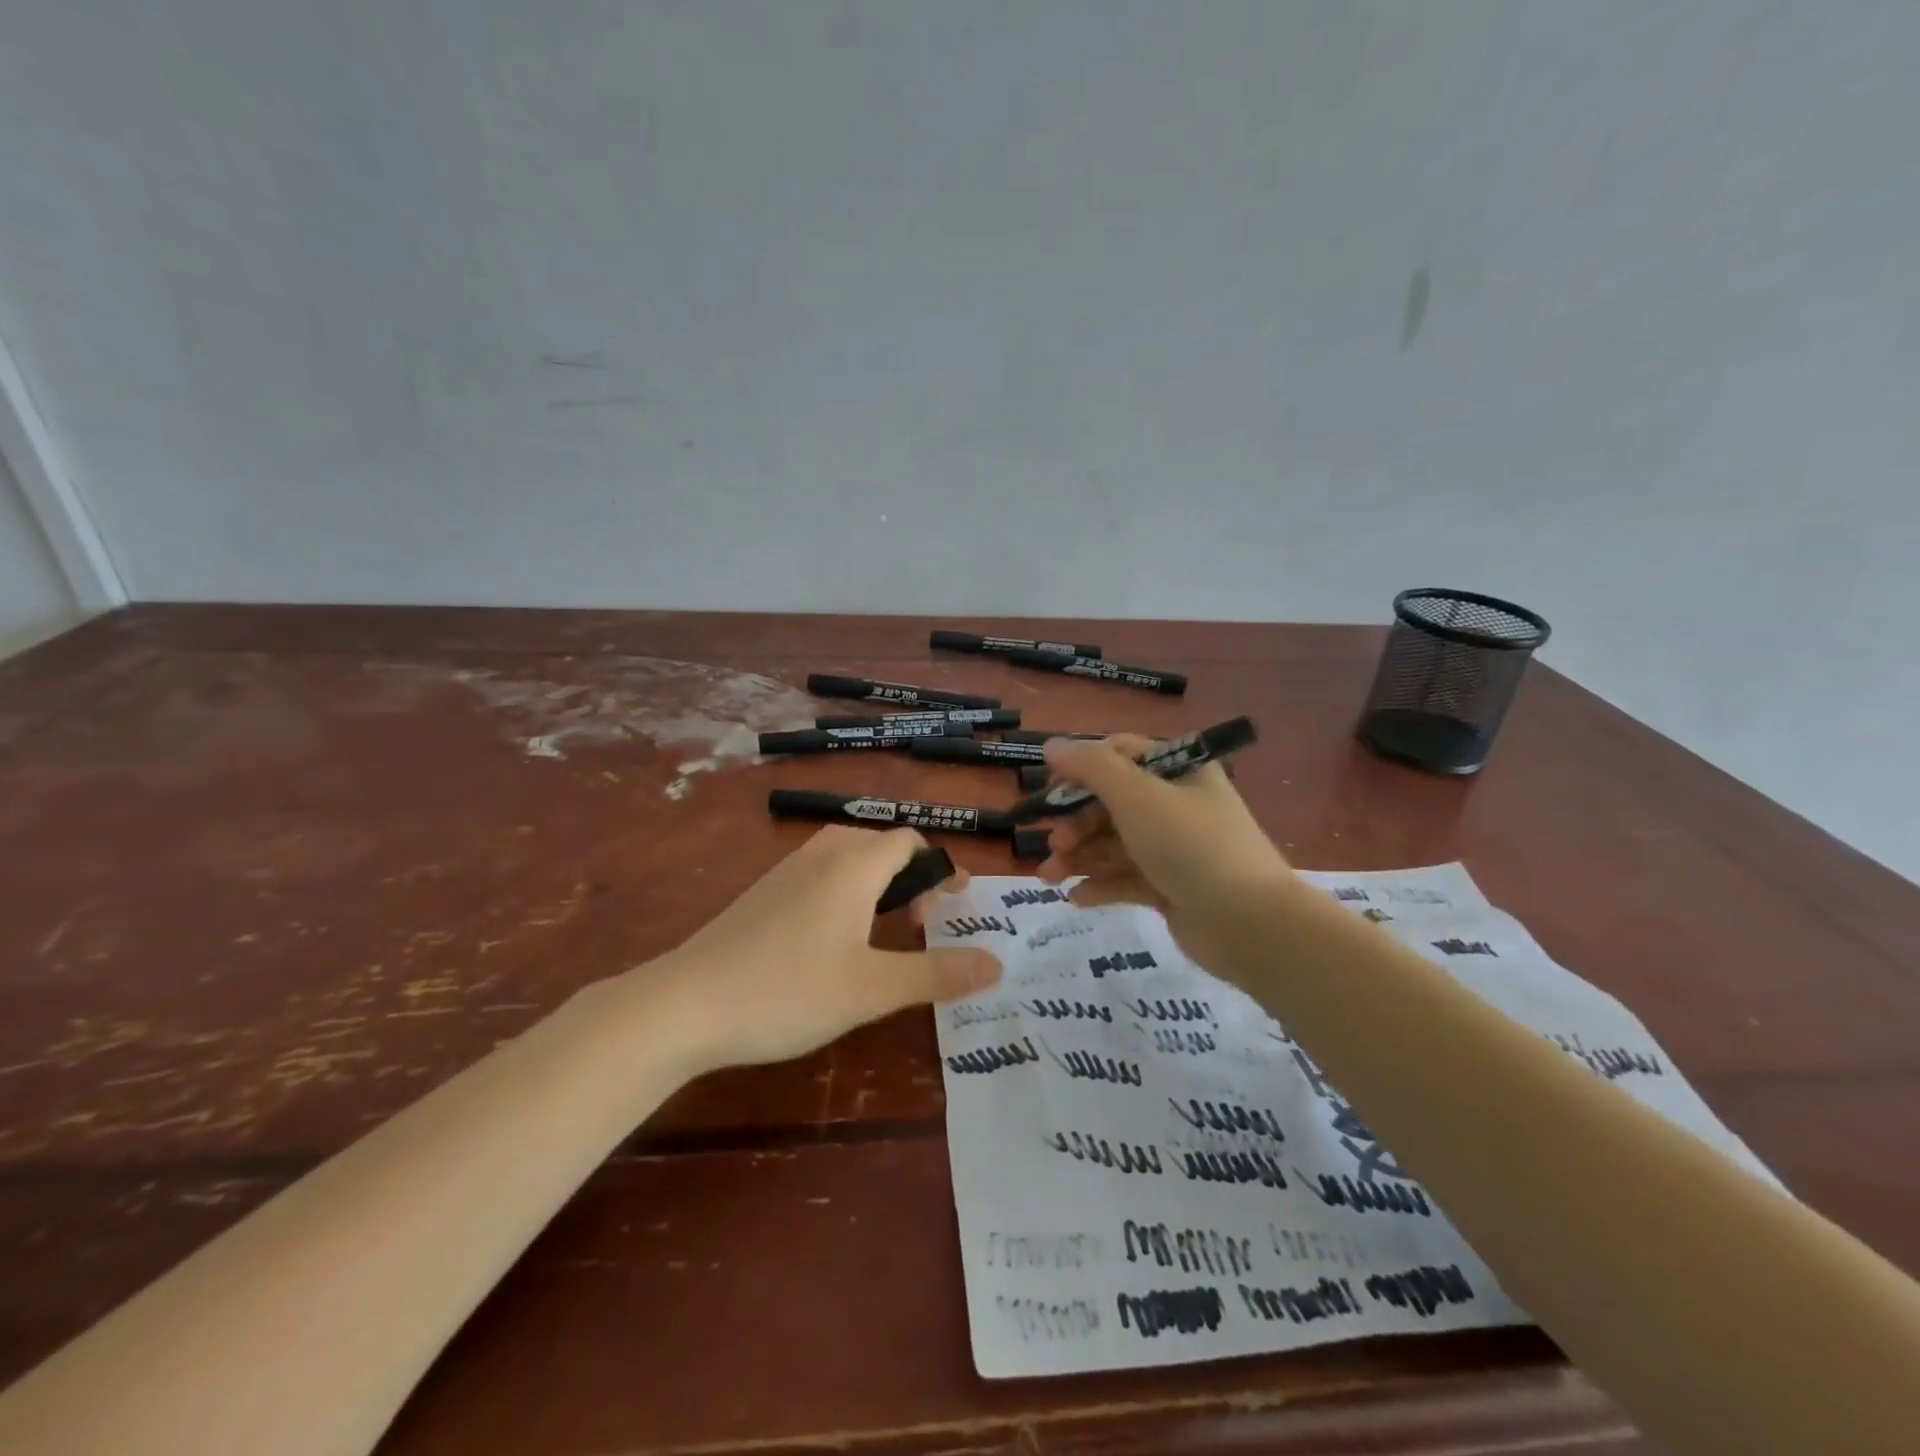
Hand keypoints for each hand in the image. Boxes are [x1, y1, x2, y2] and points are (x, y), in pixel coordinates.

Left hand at [638, 826, 1001, 1073]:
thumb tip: (997, 963)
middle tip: (923, 927)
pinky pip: (821, 877)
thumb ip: (936, 973)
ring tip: (885, 936)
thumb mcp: (872, 989)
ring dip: (878, 888)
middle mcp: (822, 853)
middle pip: (882, 847)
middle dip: (913, 880)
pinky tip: (833, 945)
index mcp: (855, 864)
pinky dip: (846, 896)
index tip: (957, 908)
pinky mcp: (764, 892)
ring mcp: (787, 870)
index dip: (941, 870)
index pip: (911, 842)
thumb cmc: (788, 991)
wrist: (685, 1004)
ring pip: (849, 861)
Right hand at [1036, 734, 1293, 970]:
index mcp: (1177, 770)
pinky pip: (1125, 878)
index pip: (1118, 755)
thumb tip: (1051, 745)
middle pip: (1110, 803)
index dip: (1079, 769)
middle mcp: (1175, 803)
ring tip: (1049, 877)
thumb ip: (1090, 767)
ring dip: (1078, 856)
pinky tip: (1076, 898)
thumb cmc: (1191, 846)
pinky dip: (1099, 885)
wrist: (1251, 924)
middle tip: (1054, 844)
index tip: (1049, 792)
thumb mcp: (1137, 796)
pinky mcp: (1170, 887)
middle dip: (1075, 823)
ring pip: (1112, 843)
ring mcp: (1173, 848)